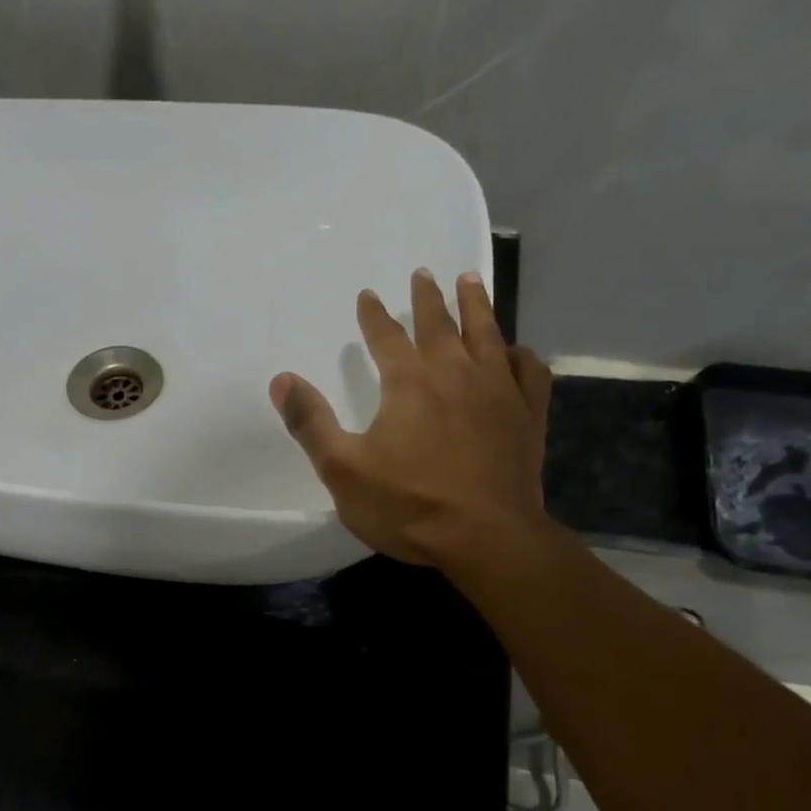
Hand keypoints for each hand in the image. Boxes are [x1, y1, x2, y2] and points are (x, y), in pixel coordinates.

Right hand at [270, 268, 555, 571]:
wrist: (486, 537)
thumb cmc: (408, 505)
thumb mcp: (342, 469)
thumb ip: (310, 423)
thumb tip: (281, 380)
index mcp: (409, 383)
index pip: (387, 337)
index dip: (375, 315)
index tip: (369, 294)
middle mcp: (456, 373)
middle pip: (440, 324)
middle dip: (427, 298)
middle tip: (423, 273)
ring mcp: (500, 391)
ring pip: (488, 333)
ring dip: (476, 305)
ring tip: (469, 280)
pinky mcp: (529, 416)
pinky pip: (529, 371)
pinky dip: (520, 354)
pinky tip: (515, 351)